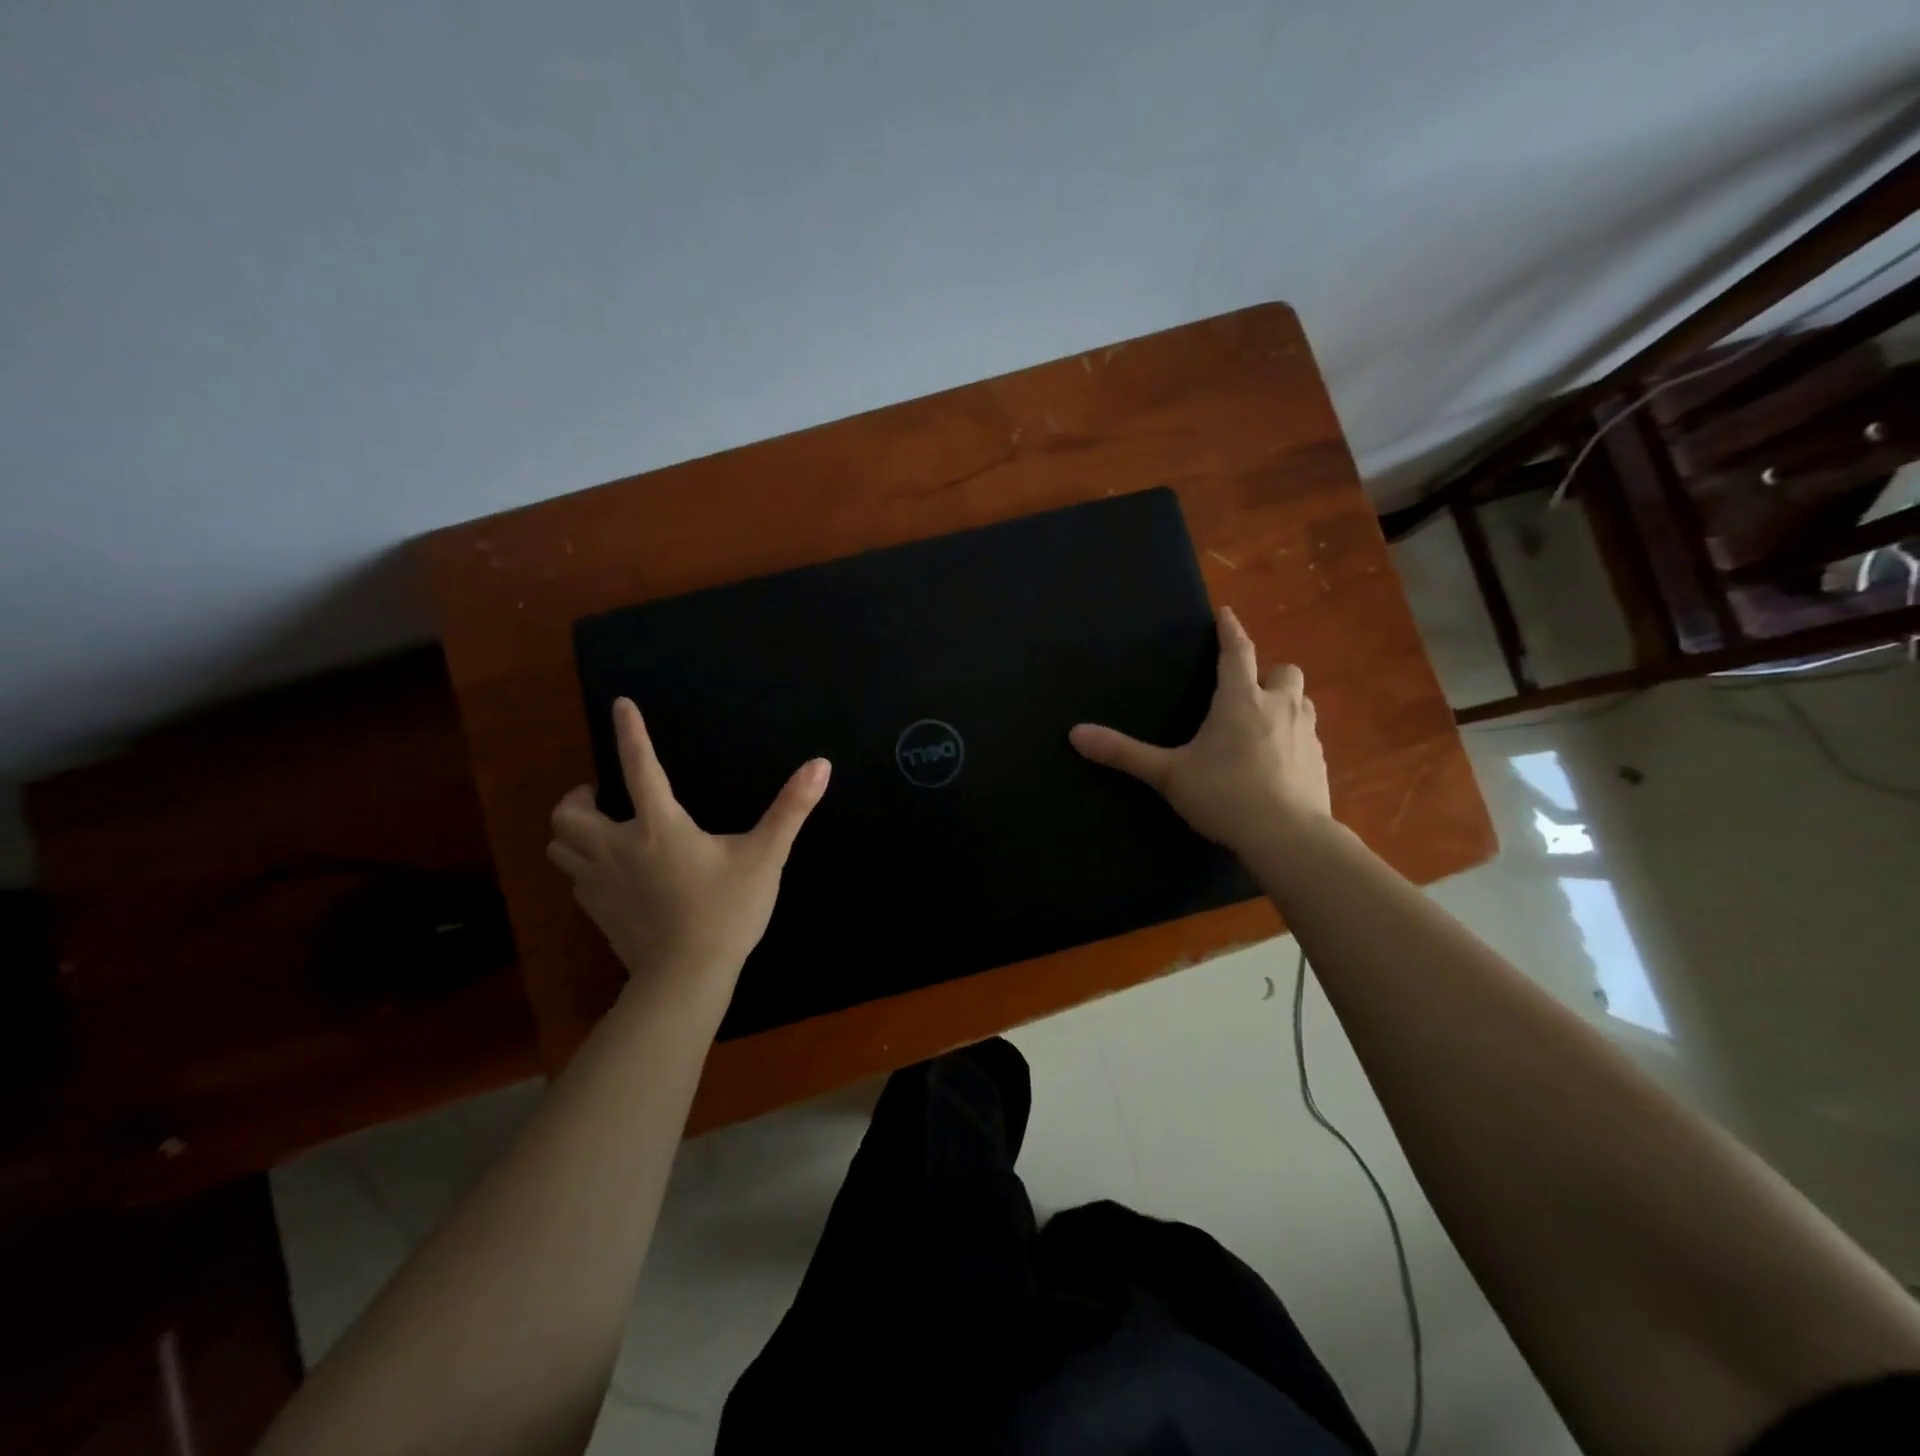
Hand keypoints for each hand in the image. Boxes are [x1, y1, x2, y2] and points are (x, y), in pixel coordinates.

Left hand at [548, 698, 829, 994]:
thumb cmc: (727, 910)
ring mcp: (599, 882)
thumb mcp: (765, 856)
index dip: (630, 731)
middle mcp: (617, 846)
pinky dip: (583, 865)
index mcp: (658, 825)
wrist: (687, 977)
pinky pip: (573, 878)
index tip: (620, 705)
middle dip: (580, 797)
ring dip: (573, 832)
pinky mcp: (595, 912)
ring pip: (559, 845)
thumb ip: (791, 809)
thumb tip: (821, 765)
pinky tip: (611, 873)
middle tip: (604, 797)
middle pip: (568, 812)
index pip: (638, 766)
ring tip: (600, 831)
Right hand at [1069, 606, 1330, 855]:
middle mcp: (1279, 707)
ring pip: (1301, 702)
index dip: (1230, 631)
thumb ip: (1124, 753)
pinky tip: (1276, 764)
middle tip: (1246, 691)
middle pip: (1284, 671)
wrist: (1287, 837)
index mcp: (1241, 700)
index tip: (1226, 614)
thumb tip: (1075, 734)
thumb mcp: (1168, 774)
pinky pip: (1308, 737)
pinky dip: (1293, 739)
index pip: (1237, 652)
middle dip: (1267, 673)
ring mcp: (1306, 734)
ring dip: (1284, 704)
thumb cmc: (1224, 794)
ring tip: (1262, 725)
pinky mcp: (1320, 763)